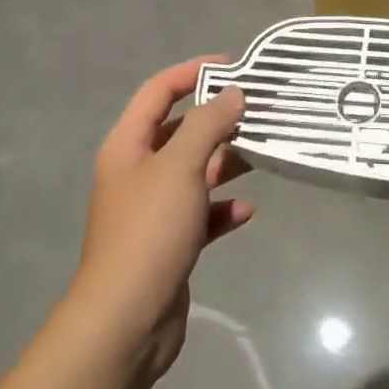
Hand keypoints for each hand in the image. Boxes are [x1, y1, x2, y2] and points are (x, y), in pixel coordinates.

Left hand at [66, 57, 253, 381]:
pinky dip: (222, 208)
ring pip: (195, 171)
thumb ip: (208, 124)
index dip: (192, 72)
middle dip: (217, 119)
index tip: (233, 66)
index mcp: (128, 146)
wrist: (126, 322)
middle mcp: (137, 172)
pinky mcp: (170, 243)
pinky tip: (246, 210)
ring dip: (226, 162)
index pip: (158, 91)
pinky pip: (201, 213)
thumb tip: (232, 94)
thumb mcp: (181, 166)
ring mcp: (153, 210)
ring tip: (262, 153)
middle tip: (259, 110)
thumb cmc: (149, 231)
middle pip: (180, 131)